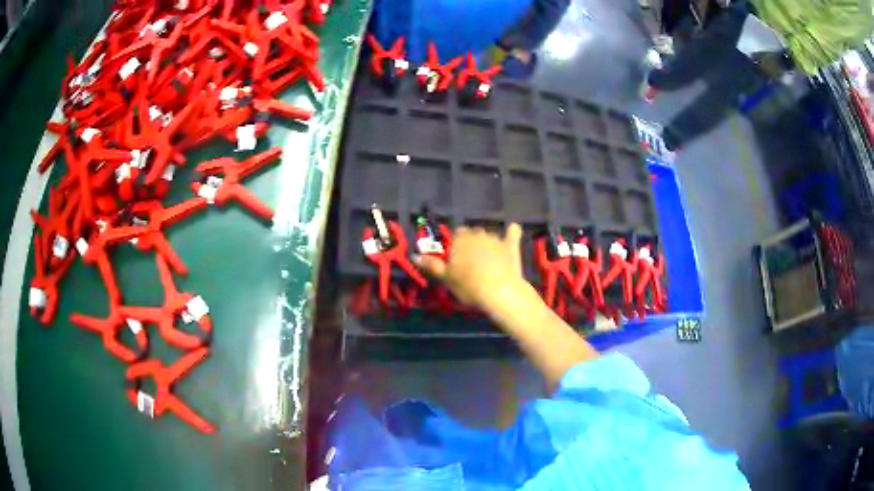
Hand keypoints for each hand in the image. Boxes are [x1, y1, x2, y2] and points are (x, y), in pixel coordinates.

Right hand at [415, 223, 525, 309]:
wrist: (499, 291)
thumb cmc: (468, 285)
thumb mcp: (446, 278)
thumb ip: (432, 265)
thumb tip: (415, 256)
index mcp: (460, 239)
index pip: (456, 234)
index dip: (456, 246)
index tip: (456, 259)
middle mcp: (477, 234)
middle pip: (472, 234)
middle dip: (471, 243)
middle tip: (470, 262)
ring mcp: (496, 239)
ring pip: (489, 235)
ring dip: (487, 243)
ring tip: (487, 260)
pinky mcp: (511, 246)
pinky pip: (512, 233)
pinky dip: (512, 232)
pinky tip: (513, 230)